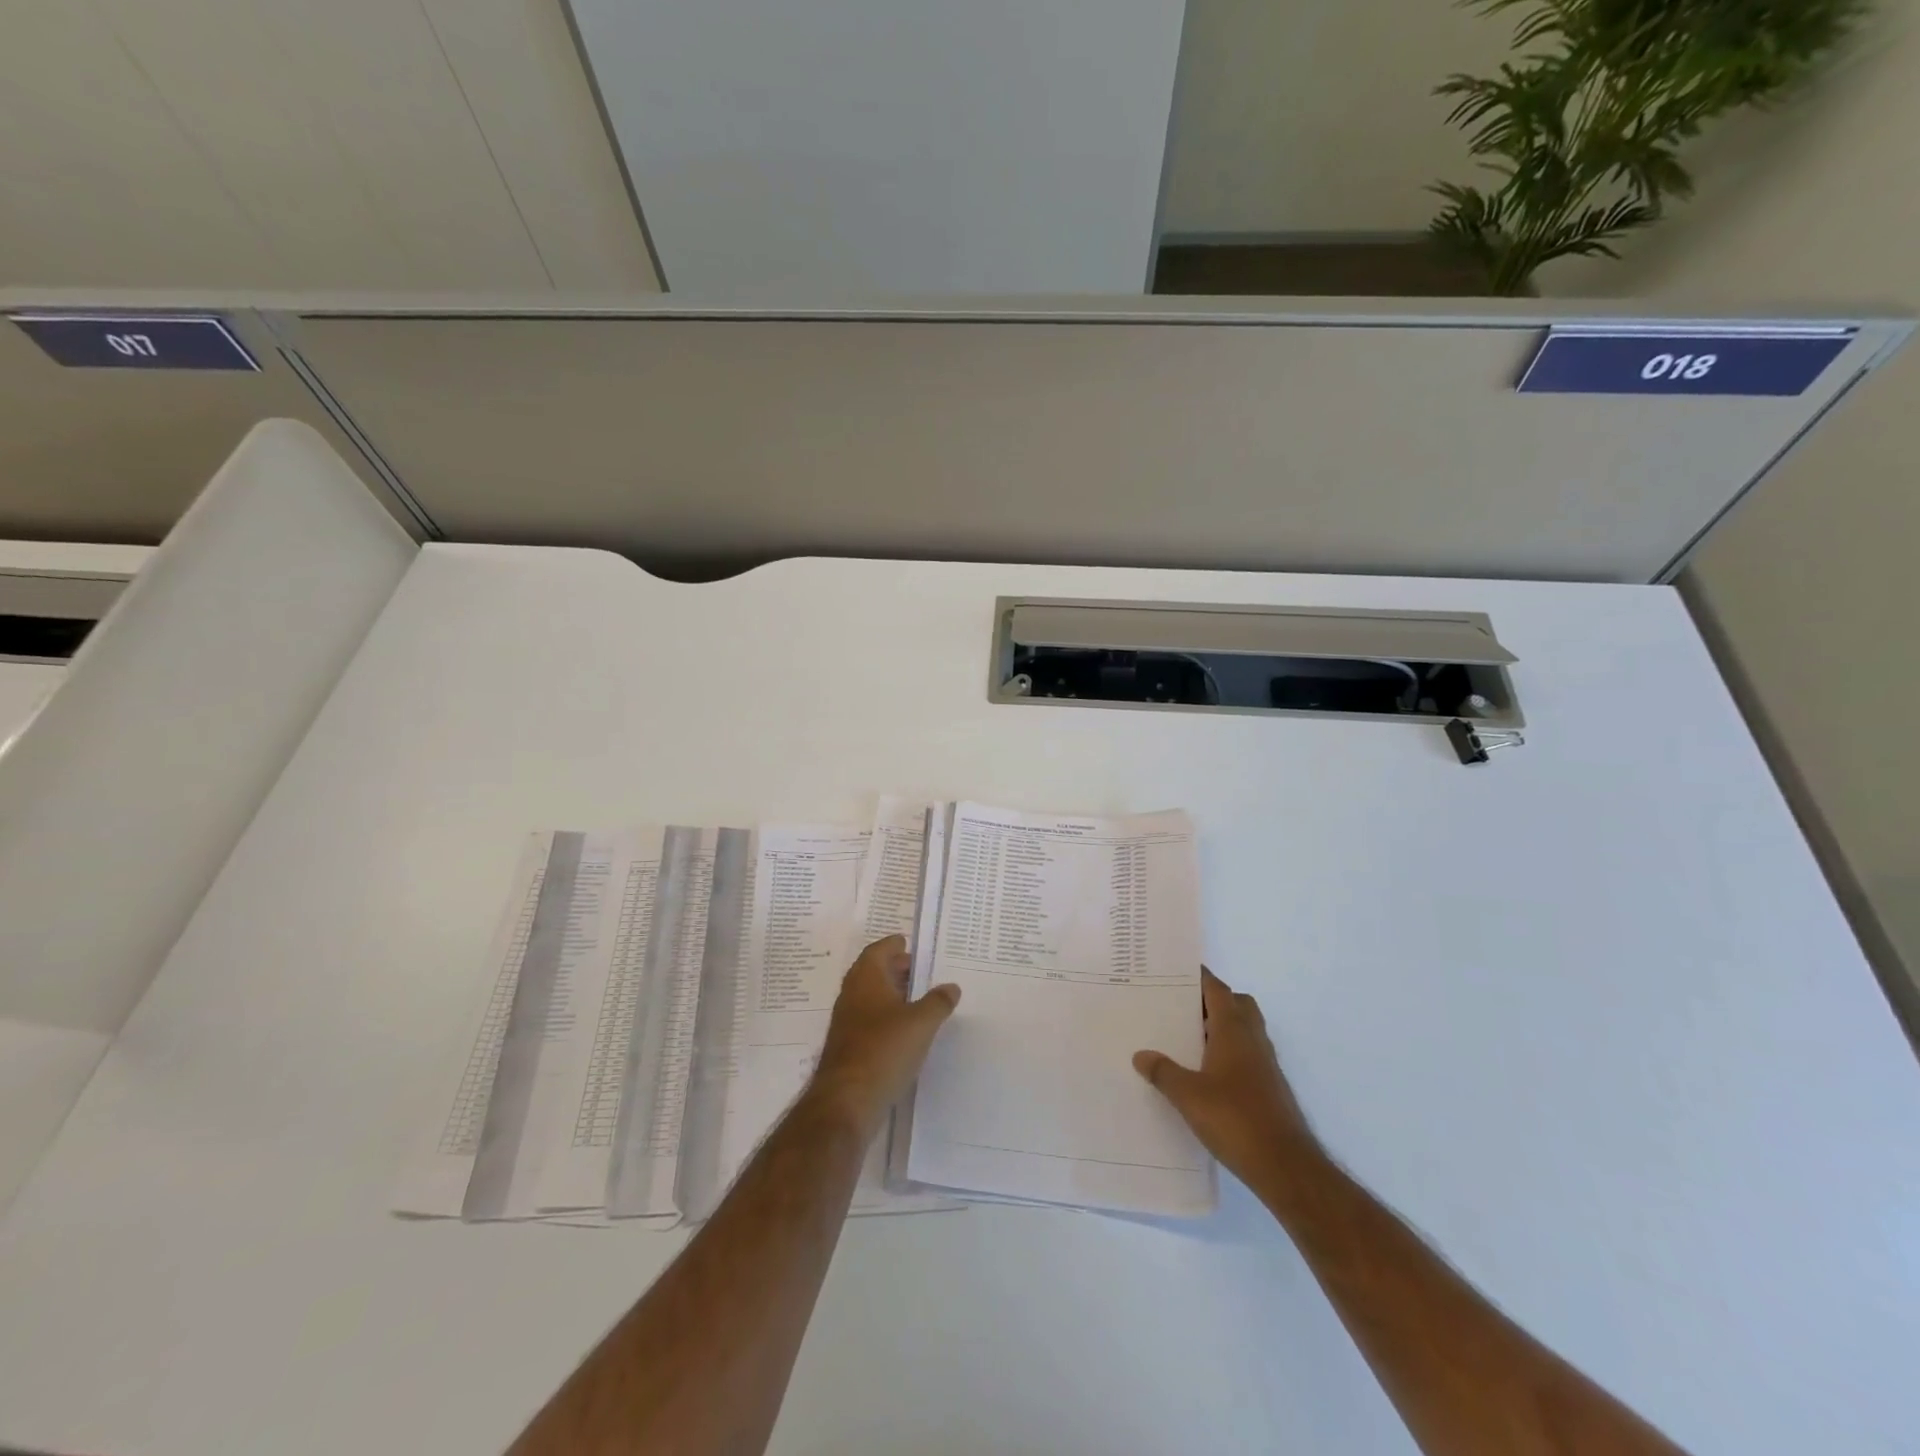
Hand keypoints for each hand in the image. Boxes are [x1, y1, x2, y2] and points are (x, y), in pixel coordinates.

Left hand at [811, 935, 960, 1138]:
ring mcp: (847, 1022)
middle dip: (894, 968)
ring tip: (918, 999)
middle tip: (919, 970)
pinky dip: (886, 1017)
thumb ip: (938, 1002)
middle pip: (872, 972)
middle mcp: (852, 995)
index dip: (893, 945)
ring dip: (891, 994)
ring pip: (870, 997)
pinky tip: (905, 1030)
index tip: (909, 944)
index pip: (878, 950)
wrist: (846, 1101)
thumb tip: (951, 986)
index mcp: (866, 979)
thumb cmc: (884, 1050)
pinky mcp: (848, 1047)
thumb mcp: (921, 1023)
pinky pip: (869, 1020)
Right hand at [1134, 968, 1316, 1186]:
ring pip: (1245, 1029)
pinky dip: (1229, 1052)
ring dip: (1222, 1027)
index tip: (1175, 970)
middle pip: (1237, 1003)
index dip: (1198, 977)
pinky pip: (1247, 1054)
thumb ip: (1163, 1072)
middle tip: (1182, 1007)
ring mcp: (1265, 1064)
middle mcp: (1253, 1040)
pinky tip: (1206, 1073)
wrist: (1285, 1167)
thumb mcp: (1188, 1096)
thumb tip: (1141, 1055)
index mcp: (1233, 1031)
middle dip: (1213, 1000)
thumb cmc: (1235, 1120)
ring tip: (1188, 1039)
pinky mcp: (1270, 1087)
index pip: (1217, 989)